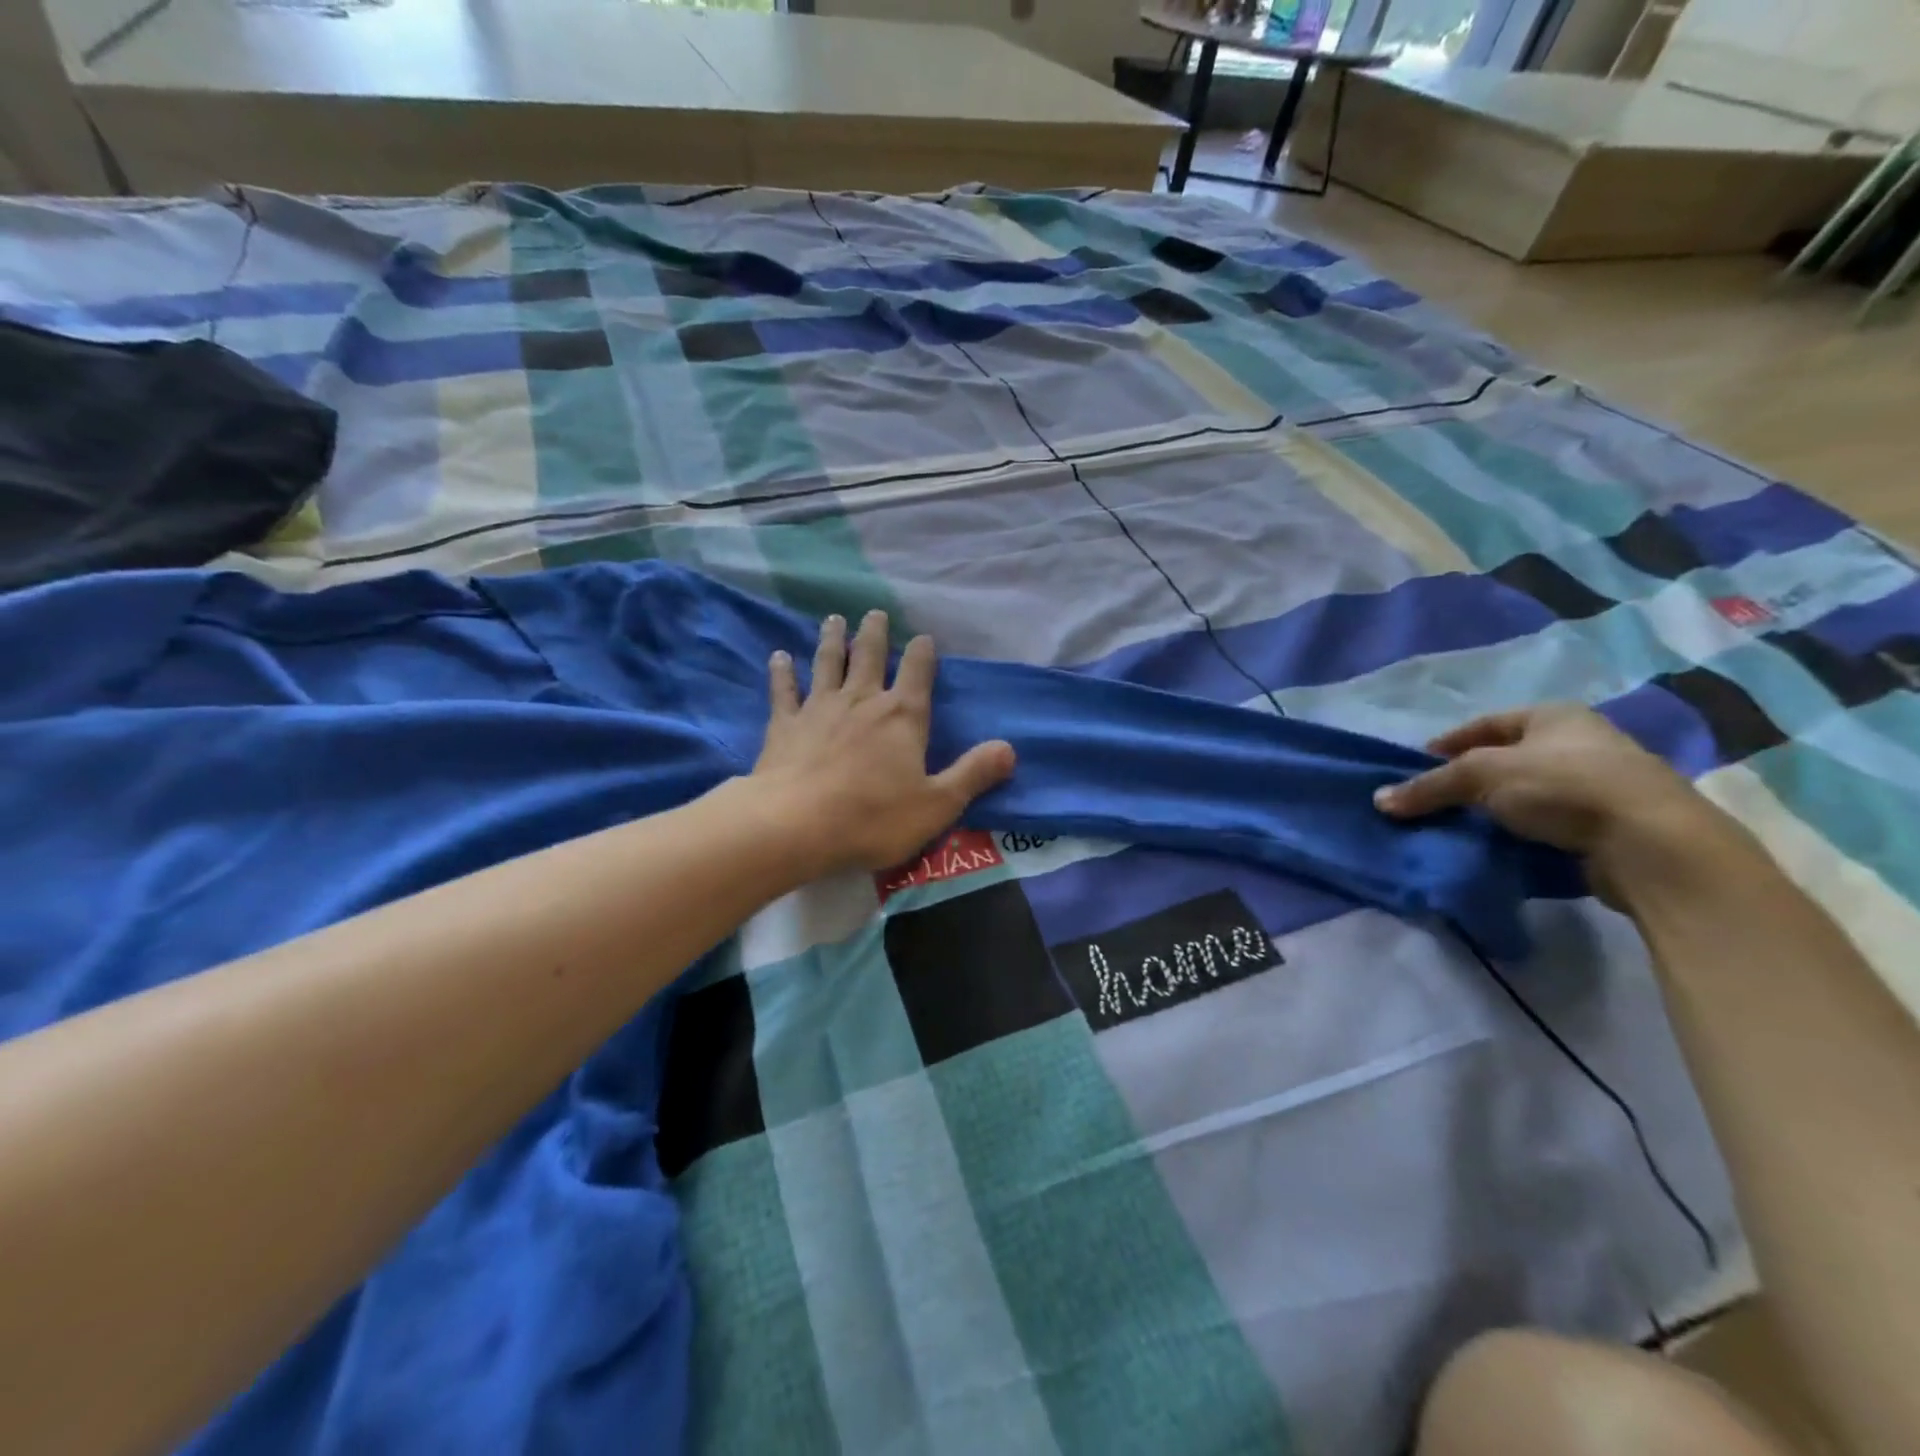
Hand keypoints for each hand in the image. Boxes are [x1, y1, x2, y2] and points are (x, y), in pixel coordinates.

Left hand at [752, 611, 1015, 875]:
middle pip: (869, 656)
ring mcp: (819, 709)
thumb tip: (1010, 748)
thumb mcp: (937, 804)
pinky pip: (784, 690)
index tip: (923, 637)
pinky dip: (782, 672)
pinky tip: (779, 656)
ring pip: (828, 663)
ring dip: (832, 640)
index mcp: (902, 716)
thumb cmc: (874, 818)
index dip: (922, 653)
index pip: (917, 673)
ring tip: (834, 619)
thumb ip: (973, 774)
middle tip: (874, 612)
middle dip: (874, 633)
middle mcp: (862, 701)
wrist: (796, 825)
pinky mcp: (785, 725)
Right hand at [1373, 703, 1729, 905]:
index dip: (1447, 743)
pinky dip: (1521, 833)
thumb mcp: (1481, 776)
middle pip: (1506, 758)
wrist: (1652, 843)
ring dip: (1495, 809)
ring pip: (1528, 793)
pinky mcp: (1610, 824)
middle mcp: (1581, 742)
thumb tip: (1379, 800)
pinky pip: (1549, 823)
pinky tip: (1499, 846)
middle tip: (1434, 800)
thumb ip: (1429, 787)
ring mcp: (1601, 784)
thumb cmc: (1563, 786)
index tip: (1416, 767)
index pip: (1485, 723)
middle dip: (1468, 780)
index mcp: (1554, 716)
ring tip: (1460, 827)